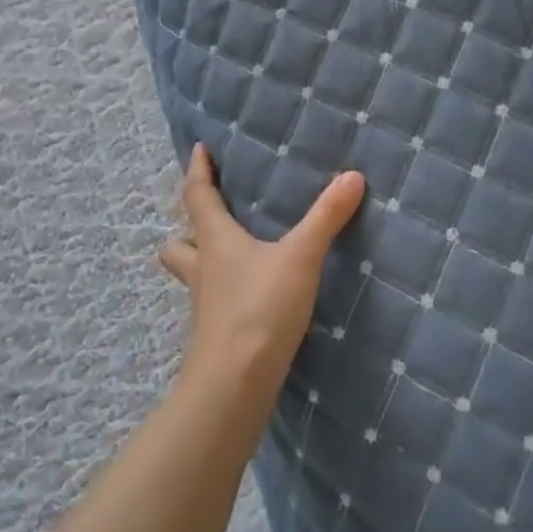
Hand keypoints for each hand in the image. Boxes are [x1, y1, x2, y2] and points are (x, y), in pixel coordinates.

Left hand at [158, 144, 365, 402]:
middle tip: (210, 217)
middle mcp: (203, 270)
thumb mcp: (300, 257)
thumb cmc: (260, 308)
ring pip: (192, 275)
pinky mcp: (215, 333)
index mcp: (216, 241)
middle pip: (179, 242)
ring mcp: (204, 305)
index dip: (197, 171)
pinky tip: (249, 297)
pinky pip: (212, 302)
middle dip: (189, 227)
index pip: (197, 196)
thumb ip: (327, 217)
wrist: (234, 382)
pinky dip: (223, 292)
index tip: (198, 149)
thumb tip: (353, 176)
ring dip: (202, 262)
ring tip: (229, 257)